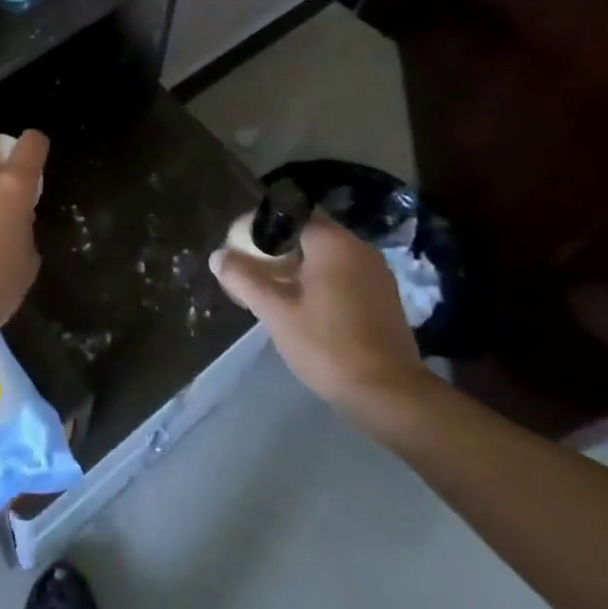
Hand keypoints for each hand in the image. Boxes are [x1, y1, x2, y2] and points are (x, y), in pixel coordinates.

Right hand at [211, 218, 428, 420]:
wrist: (390, 395)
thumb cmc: (328, 345)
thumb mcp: (276, 312)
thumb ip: (244, 278)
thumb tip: (217, 256)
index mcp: (333, 242)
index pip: (290, 213)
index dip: (262, 225)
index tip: (243, 246)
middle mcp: (358, 247)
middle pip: (309, 233)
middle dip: (279, 248)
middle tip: (254, 270)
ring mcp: (376, 272)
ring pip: (327, 256)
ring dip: (300, 266)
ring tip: (274, 291)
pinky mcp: (384, 297)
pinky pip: (344, 274)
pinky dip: (322, 281)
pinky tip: (305, 307)